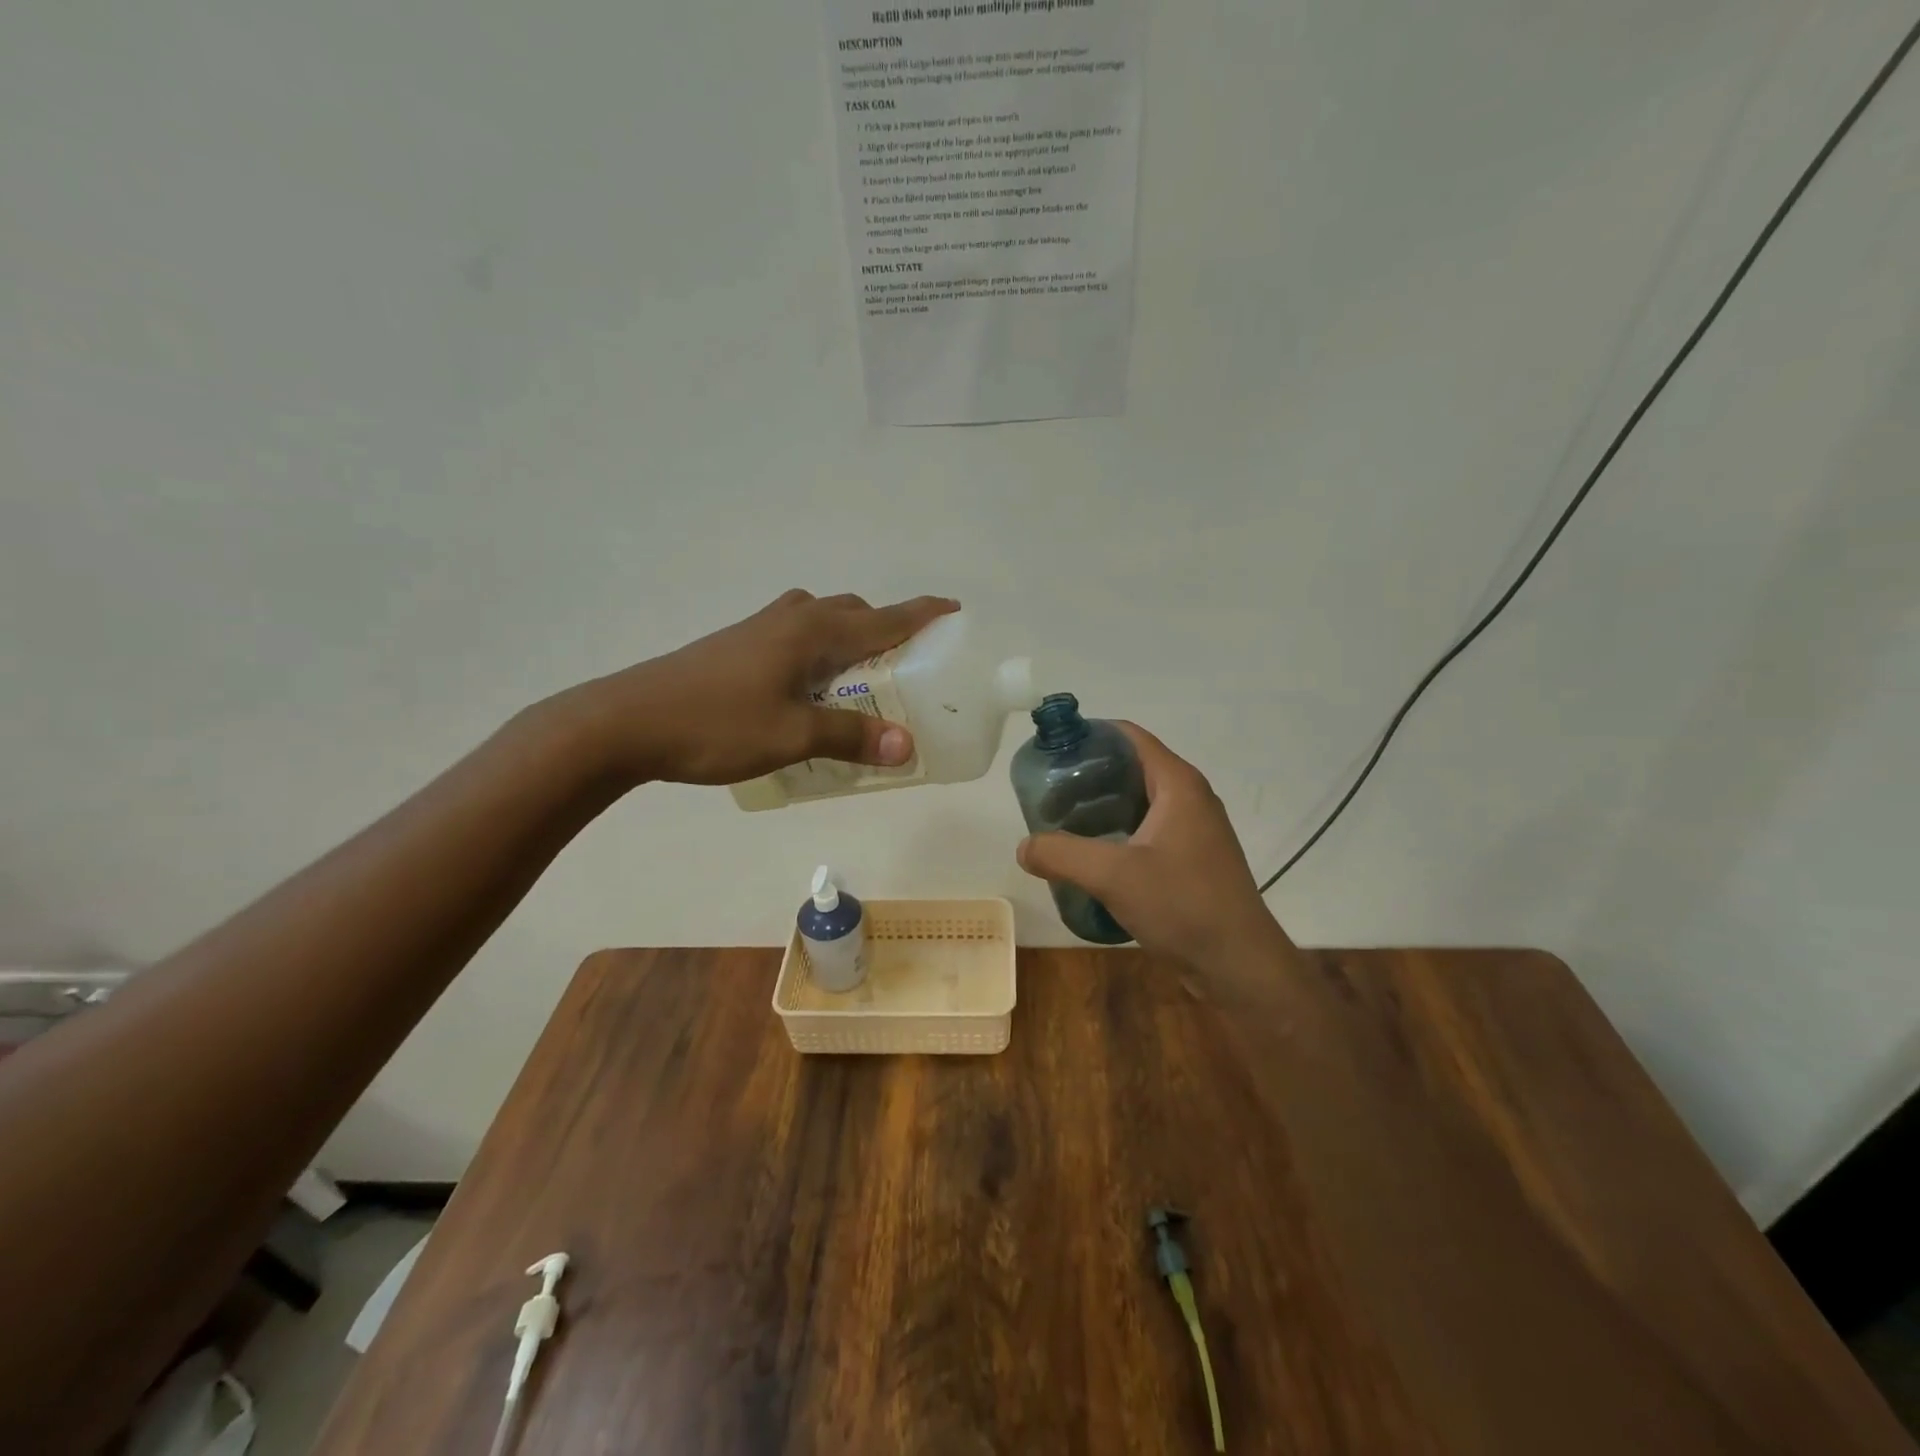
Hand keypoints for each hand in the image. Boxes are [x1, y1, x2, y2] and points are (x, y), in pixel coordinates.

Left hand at [577, 590, 958, 785]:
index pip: (884, 618)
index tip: (954, 610)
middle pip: (853, 613)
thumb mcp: (792, 735)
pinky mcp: (738, 645)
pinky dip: (819, 651)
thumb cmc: (716, 724)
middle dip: (885, 630)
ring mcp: (760, 628)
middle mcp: (791, 619)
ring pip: (821, 621)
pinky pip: (796, 636)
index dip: (922, 614)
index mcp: (812, 632)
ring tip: (860, 679)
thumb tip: (906, 747)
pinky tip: (809, 688)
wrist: (627, 721)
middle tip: (906, 667)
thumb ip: (850, 736)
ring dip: (849, 639)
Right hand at [1016, 723, 1286, 967]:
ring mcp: (1193, 831)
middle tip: (1047, 795)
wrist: (1240, 965)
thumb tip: (1024, 847)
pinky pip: (1145, 833)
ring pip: (1137, 803)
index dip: (1089, 735)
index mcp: (1177, 784)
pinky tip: (1090, 858)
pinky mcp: (1191, 860)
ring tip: (1060, 825)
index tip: (1050, 752)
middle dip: (1086, 777)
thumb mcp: (1114, 876)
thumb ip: (1062, 854)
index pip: (1129, 737)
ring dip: (1099, 809)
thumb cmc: (1184, 906)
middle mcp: (1189, 798)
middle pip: (1130, 769)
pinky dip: (1116, 835)